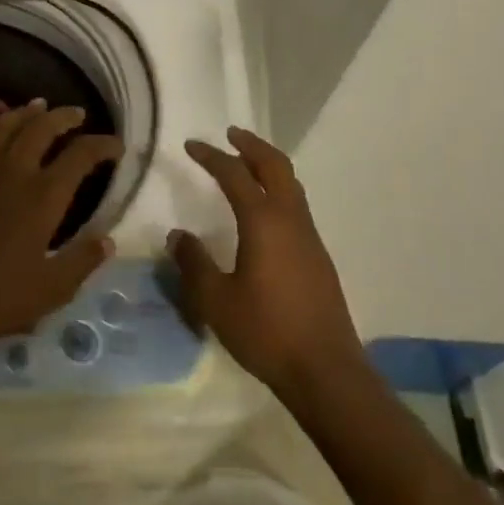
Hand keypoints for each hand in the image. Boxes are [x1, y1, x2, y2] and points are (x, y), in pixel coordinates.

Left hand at [0, 100, 121, 363]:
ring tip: (37, 107)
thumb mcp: (52, 289)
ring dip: (23, 114)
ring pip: (3, 128)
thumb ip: (82, 261)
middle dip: (62, 116)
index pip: (80, 155)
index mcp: (43, 196)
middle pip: (40, 128)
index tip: (116, 146)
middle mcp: (12, 174)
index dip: (102, 145)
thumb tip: (108, 239)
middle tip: (77, 114)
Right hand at [167, 128, 364, 395]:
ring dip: (268, 166)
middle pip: (275, 166)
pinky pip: (296, 205)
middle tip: (230, 135)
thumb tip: (178, 235)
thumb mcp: (216, 300)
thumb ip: (193, 263)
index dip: (211, 156)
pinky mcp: (318, 256)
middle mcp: (290, 219)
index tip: (191, 146)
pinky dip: (278, 190)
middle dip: (251, 146)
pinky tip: (265, 211)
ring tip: (247, 164)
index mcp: (263, 222)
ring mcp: (309, 237)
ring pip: (291, 184)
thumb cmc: (266, 331)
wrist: (325, 370)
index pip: (234, 175)